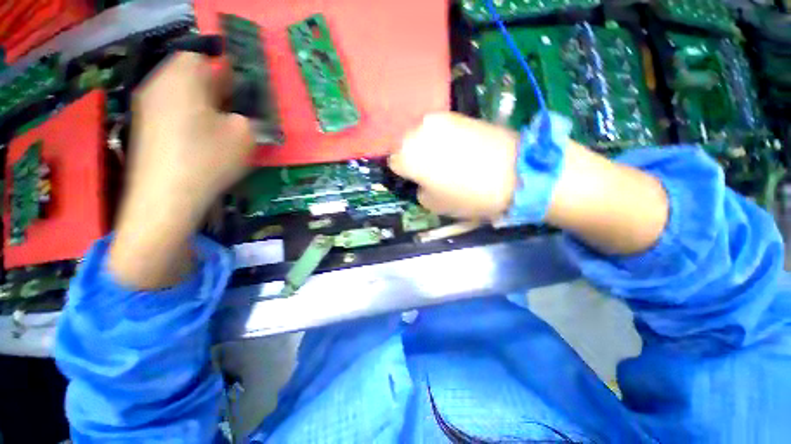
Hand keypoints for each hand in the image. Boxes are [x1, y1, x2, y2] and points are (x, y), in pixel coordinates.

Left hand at [109, 53, 254, 288]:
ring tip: (218, 129)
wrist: (166, 197)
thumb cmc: (208, 159)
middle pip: (187, 74)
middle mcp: (157, 85)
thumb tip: (238, 115)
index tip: (238, 92)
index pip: (201, 56)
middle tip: (232, 111)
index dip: (222, 71)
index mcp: (182, 77)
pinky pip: (169, 112)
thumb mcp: (244, 136)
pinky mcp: (142, 129)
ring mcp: (145, 107)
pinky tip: (200, 142)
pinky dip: (186, 120)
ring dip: (200, 106)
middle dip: (212, 89)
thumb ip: (246, 117)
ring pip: (178, 94)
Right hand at [389, 112, 518, 220]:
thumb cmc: (468, 195)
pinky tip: (459, 149)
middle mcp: (418, 131)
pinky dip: (444, 138)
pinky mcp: (458, 114)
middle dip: (413, 156)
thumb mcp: (434, 204)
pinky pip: (441, 128)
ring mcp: (440, 119)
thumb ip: (419, 190)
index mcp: (408, 155)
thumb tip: (421, 181)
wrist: (515, 172)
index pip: (393, 162)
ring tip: (446, 159)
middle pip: (406, 144)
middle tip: (429, 170)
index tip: (414, 180)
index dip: (404, 173)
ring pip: (422, 135)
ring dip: (428, 146)